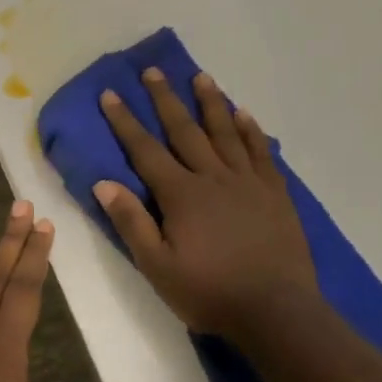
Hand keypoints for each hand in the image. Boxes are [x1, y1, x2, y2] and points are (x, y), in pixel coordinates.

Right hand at [94, 69, 318, 338]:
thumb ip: (132, 223)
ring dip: (210, 103)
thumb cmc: (211, 292)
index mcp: (181, 194)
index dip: (125, 121)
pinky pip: (261, 151)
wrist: (277, 311)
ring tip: (201, 76)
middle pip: (185, 130)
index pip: (145, 150)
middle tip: (153, 70)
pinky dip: (251, 130)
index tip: (111, 94)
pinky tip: (244, 113)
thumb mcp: (158, 267)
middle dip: (165, 99)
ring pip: (225, 132)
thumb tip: (103, 183)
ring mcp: (248, 181)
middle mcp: (213, 177)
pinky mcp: (275, 192)